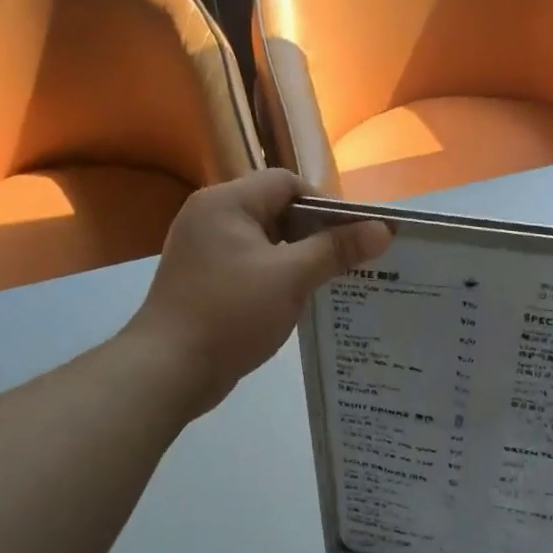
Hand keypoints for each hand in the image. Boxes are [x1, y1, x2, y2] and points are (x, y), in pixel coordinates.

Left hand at [125, 170, 391, 415]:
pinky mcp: (201, 281)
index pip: (286, 183)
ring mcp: (202, 251)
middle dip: (313, 235)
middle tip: (345, 263)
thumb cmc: (231, 313)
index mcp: (226, 203)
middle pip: (274, 210)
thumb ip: (336, 249)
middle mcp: (209, 218)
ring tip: (326, 285)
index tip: (351, 238)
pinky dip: (273, 279)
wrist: (169, 368)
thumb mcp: (291, 278)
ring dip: (295, 259)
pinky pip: (248, 267)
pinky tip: (293, 304)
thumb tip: (383, 229)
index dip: (324, 206)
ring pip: (263, 242)